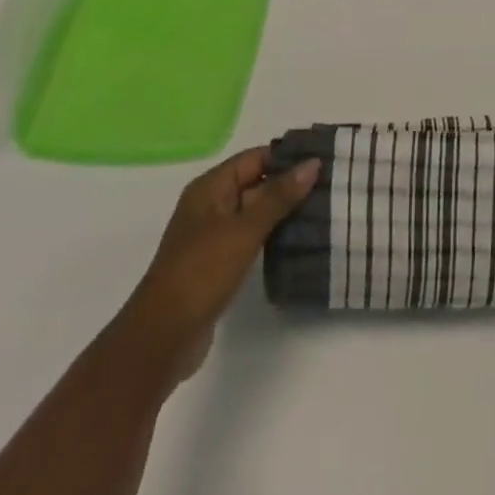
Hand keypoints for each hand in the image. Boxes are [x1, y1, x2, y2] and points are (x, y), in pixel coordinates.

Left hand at [119, 147, 319, 386]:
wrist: (163, 338)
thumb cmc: (201, 272)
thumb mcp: (244, 229)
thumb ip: (279, 196)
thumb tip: (312, 163)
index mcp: (210, 187)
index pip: (255, 158)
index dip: (287, 156)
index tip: (323, 159)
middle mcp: (211, 205)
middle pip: (256, 183)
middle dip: (290, 184)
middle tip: (331, 185)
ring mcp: (213, 235)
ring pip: (256, 212)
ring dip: (285, 211)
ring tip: (324, 210)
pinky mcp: (219, 262)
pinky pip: (252, 237)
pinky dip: (273, 235)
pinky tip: (300, 240)